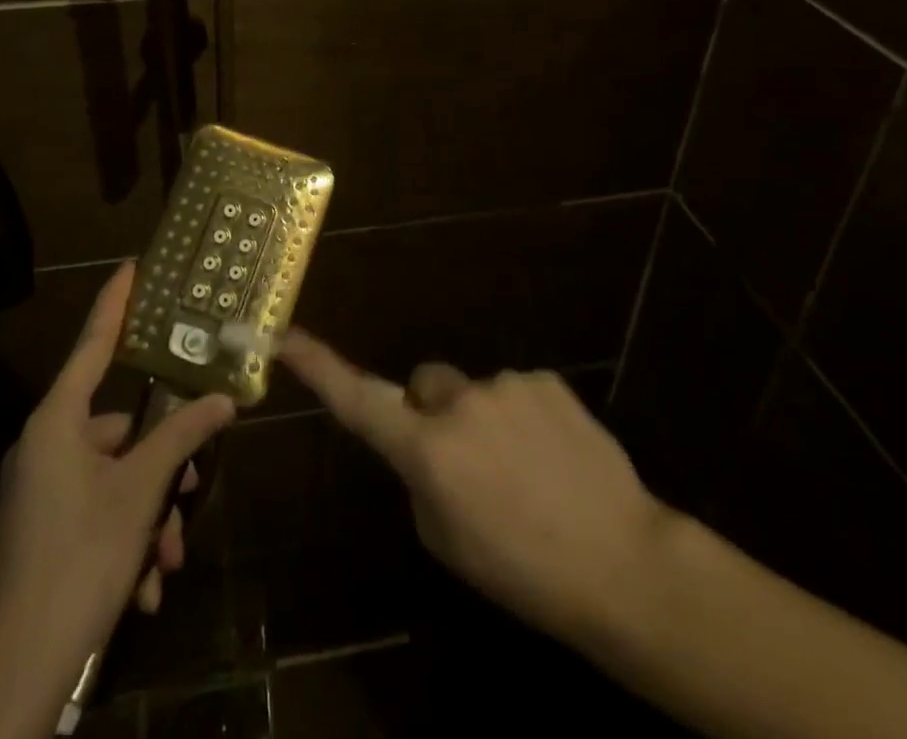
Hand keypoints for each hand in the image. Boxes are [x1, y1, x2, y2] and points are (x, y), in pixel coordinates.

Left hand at [0, 264, 234, 737]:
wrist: (14, 679)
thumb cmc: (78, 561)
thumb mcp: (139, 494)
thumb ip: (181, 438)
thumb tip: (224, 399)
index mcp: (57, 422)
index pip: (93, 344)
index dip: (116, 303)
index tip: (132, 266)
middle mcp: (44, 447)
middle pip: (120, 429)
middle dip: (161, 465)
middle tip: (192, 491)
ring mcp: (40, 491)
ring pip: (115, 479)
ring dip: (148, 515)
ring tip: (166, 562)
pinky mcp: (42, 531)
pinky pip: (97, 513)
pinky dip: (126, 540)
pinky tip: (144, 587)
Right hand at [278, 329, 671, 650]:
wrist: (621, 561)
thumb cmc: (522, 569)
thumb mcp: (447, 540)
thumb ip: (422, 478)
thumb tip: (425, 445)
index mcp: (427, 450)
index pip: (359, 401)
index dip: (319, 368)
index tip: (285, 336)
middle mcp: (459, 403)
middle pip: (426, 387)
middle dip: (435, 413)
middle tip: (470, 464)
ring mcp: (505, 384)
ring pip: (475, 392)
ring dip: (486, 421)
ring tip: (526, 472)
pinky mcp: (545, 379)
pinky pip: (517, 391)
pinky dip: (525, 416)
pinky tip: (554, 456)